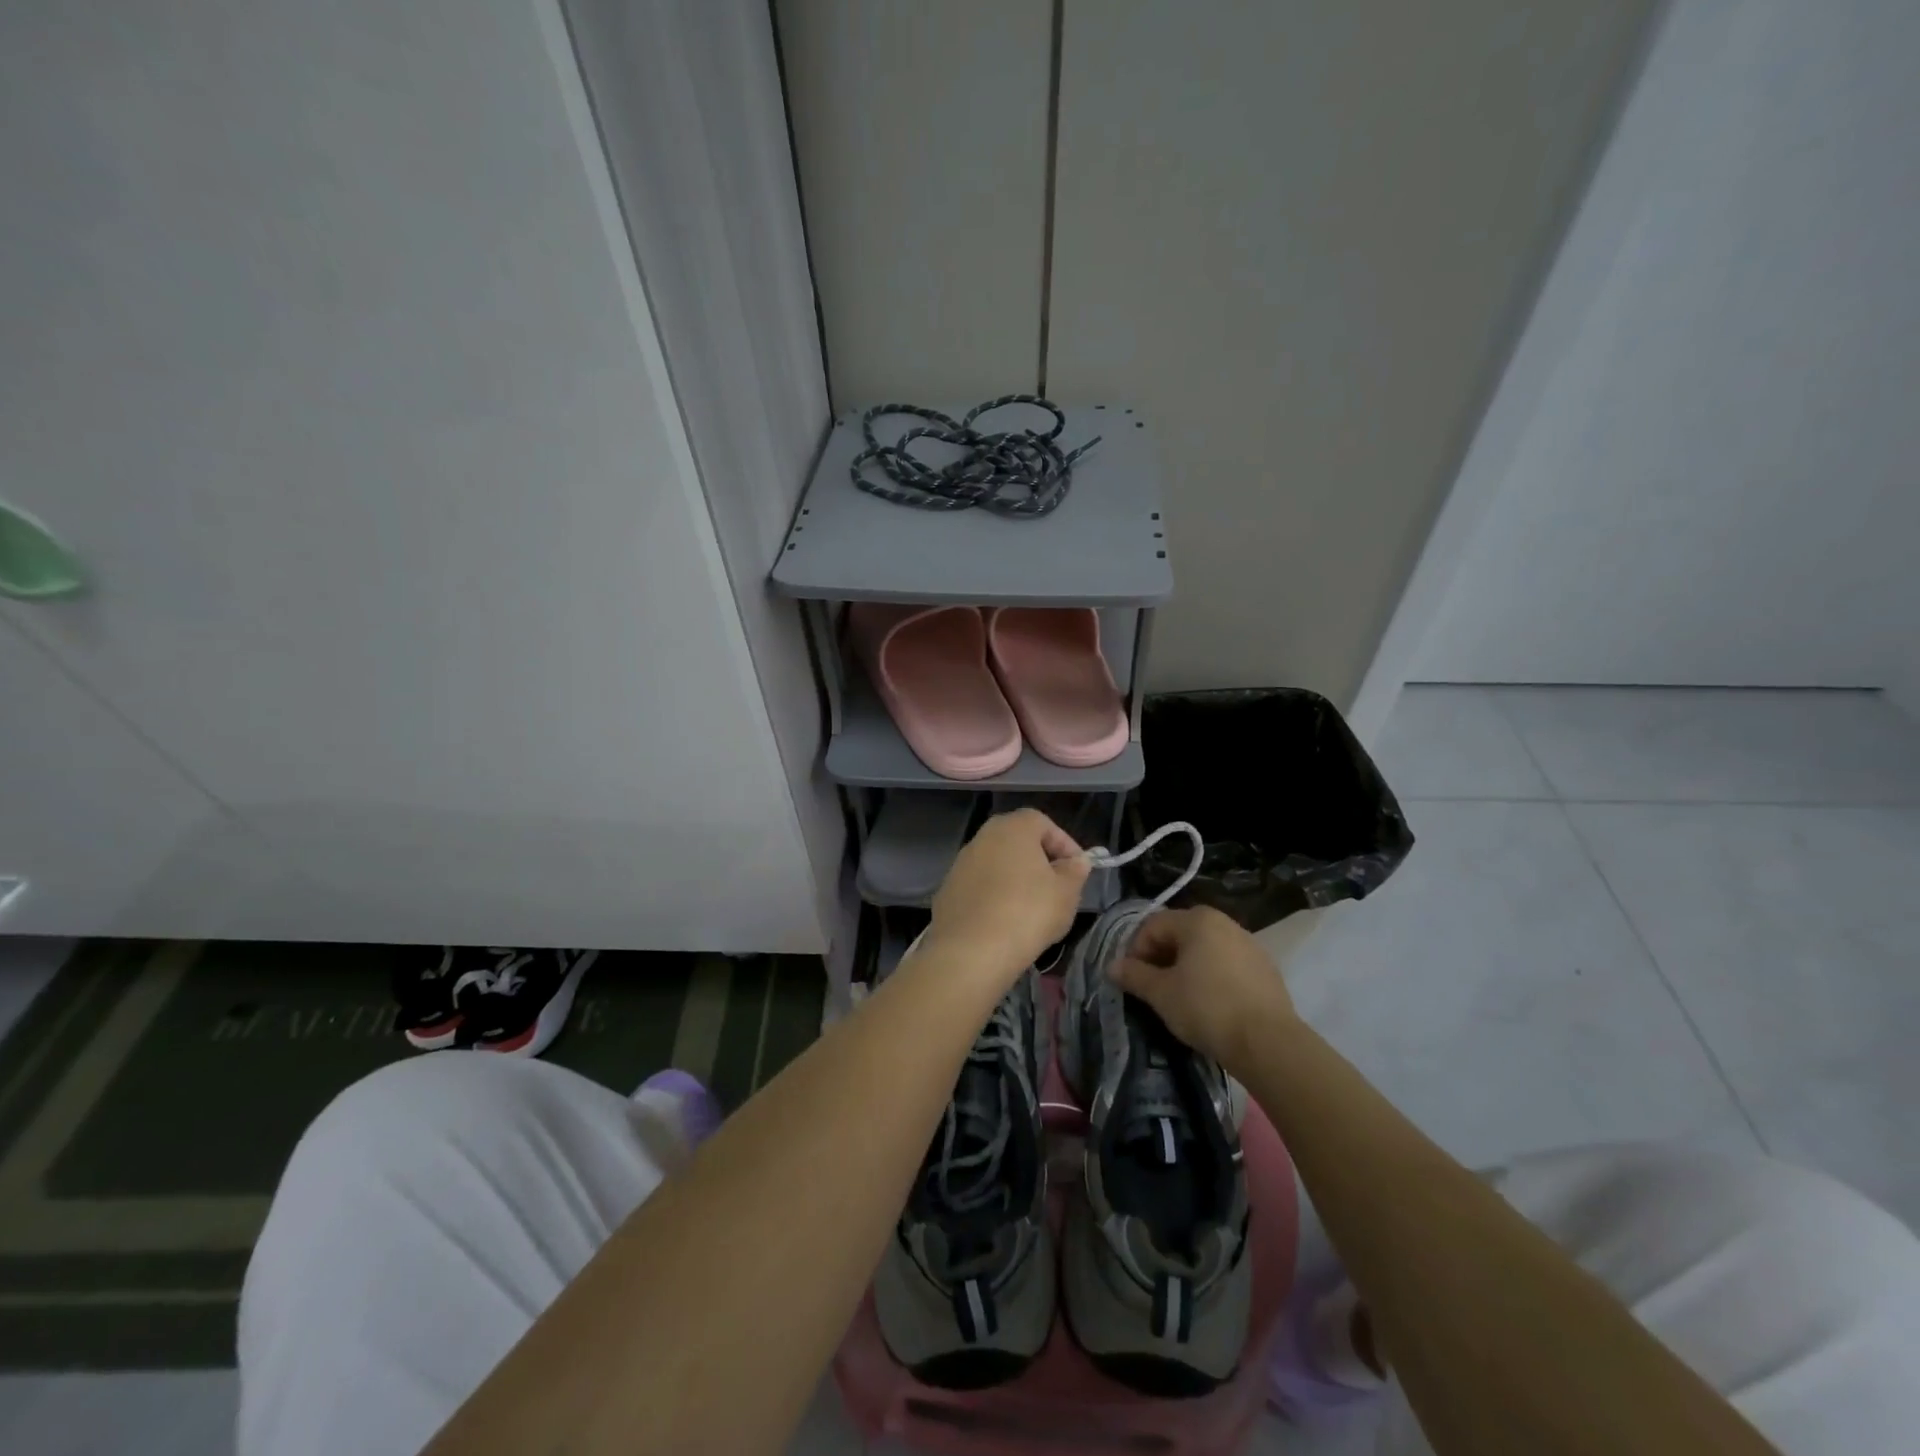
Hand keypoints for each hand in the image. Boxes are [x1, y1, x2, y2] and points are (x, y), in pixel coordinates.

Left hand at [927, 810, 1089, 978]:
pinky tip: (1005, 922)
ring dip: (1015, 880)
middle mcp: (982, 837)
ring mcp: (960, 863)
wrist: (970, 951)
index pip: (1043, 823)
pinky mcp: (948, 891)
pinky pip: (980, 887)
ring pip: (997, 865)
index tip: (1077, 869)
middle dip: (1039, 861)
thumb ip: (1075, 871)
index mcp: (1012, 828)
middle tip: (1057, 888)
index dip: (1064, 844)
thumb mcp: (1066, 893)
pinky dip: (995, 897)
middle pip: (1017, 842)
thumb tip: (1076, 862)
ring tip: (1032, 910)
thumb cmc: (1028, 912)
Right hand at [1111, 907, 1295, 1073]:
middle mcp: (1225, 923)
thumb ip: (1134, 975)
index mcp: (1197, 920)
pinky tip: (1210, 1004)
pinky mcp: (1266, 969)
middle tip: (1152, 989)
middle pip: (1180, 934)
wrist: (1268, 1043)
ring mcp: (1249, 945)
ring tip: (1179, 998)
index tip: (1131, 979)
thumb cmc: (1207, 1009)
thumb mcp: (1161, 994)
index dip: (1135, 950)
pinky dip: (1211, 977)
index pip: (1153, 925)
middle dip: (1161, 958)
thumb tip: (1111, 966)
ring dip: (1186, 967)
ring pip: (1205, 949)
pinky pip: (1227, 965)